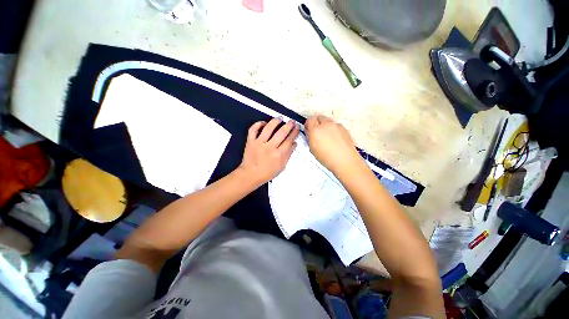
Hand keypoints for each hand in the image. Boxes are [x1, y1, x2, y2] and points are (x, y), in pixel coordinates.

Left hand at [238, 118, 299, 185]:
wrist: (251, 175)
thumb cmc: (267, 173)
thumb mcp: (281, 166)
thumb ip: (288, 155)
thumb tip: (294, 144)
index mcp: (279, 154)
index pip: (289, 140)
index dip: (294, 133)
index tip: (297, 128)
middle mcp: (270, 147)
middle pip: (281, 133)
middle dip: (288, 125)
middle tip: (292, 121)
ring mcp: (259, 143)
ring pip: (268, 128)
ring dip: (275, 122)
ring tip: (280, 118)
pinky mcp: (250, 141)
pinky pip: (253, 130)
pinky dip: (258, 124)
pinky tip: (264, 122)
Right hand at [305, 115, 362, 174]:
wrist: (345, 160)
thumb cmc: (327, 158)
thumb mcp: (312, 149)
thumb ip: (310, 137)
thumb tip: (309, 132)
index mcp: (316, 130)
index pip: (310, 119)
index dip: (308, 124)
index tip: (308, 130)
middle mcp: (326, 125)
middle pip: (319, 117)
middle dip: (317, 123)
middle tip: (317, 133)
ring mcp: (337, 126)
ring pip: (328, 121)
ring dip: (325, 126)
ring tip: (327, 137)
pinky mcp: (344, 129)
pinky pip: (336, 126)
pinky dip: (334, 130)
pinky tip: (335, 140)